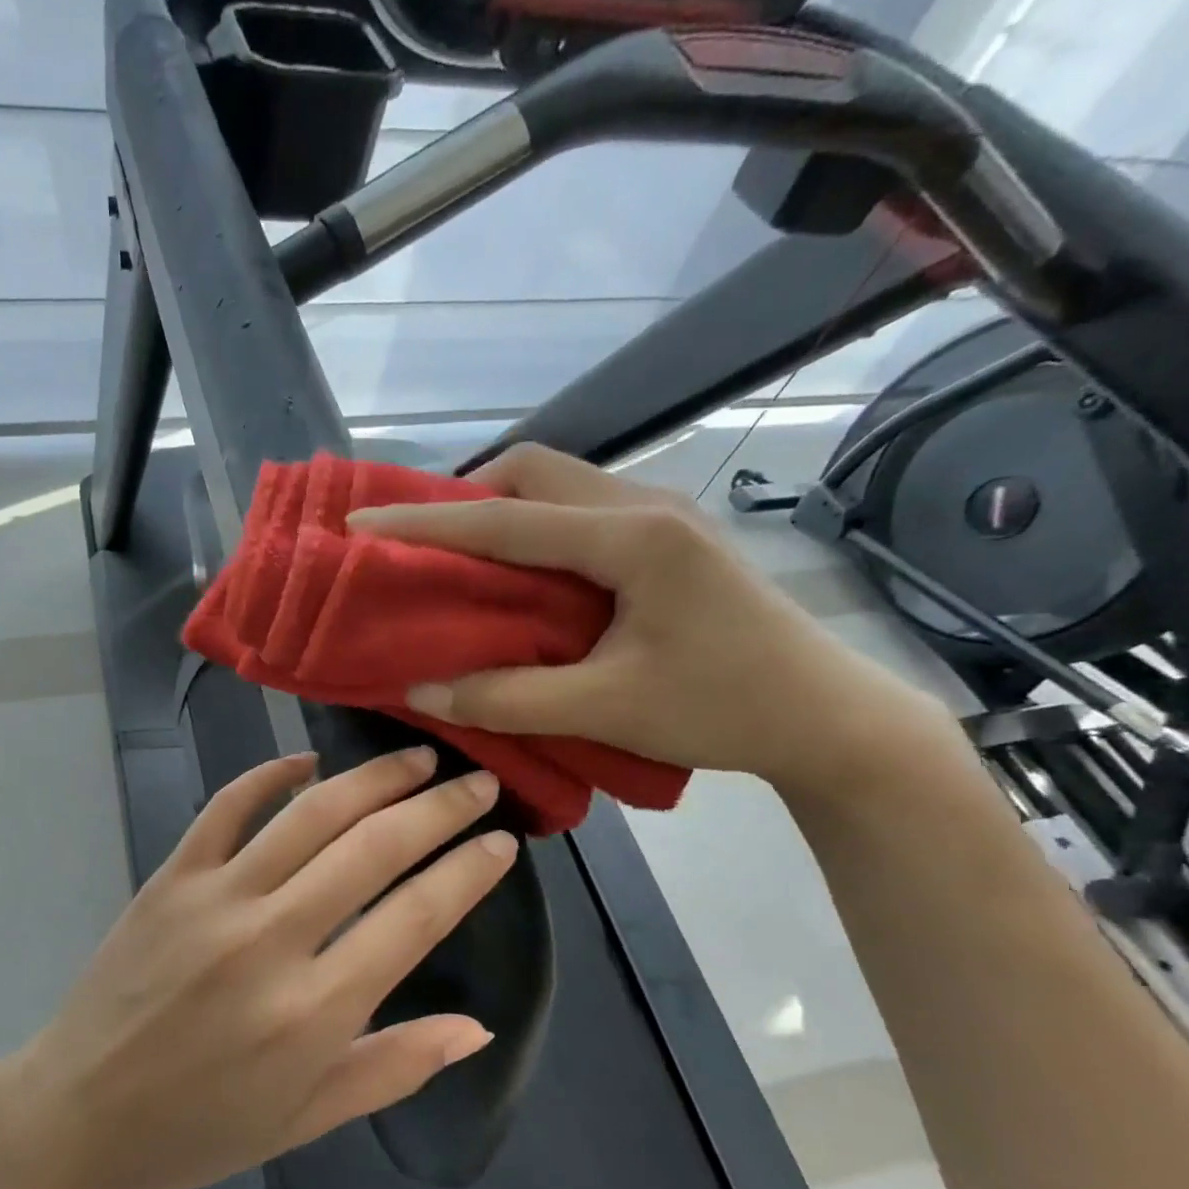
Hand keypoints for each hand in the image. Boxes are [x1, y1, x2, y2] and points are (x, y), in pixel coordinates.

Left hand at [0, 750, 512, 1188]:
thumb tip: (475, 1026)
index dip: (469, 870)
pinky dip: (269, 774)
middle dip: (437, 808)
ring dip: (371, 778)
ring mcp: (216, 898)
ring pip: (309, 814)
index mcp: (315, 1010)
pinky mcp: (172, 877)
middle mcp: (271, 939)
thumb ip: (395, 1067)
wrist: (81, 1112)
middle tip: (475, 782)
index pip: (417, 916)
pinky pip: (227, 807)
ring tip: (414, 759)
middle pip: (373, 848)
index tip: (502, 839)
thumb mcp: (308, 1119)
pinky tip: (307, 761)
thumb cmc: (201, 1128)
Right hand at [343, 443, 953, 796]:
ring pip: (557, 486)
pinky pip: (579, 511)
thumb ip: (505, 698)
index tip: (360, 523)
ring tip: (458, 560)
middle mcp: (645, 507)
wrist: (828, 717)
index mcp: (631, 539)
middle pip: (532, 471)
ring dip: (499, 511)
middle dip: (463, 498)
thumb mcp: (605, 710)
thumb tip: (420, 692)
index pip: (504, 521)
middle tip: (419, 545)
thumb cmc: (723, 709)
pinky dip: (531, 529)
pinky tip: (519, 575)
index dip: (424, 523)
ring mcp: (662, 517)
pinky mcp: (669, 538)